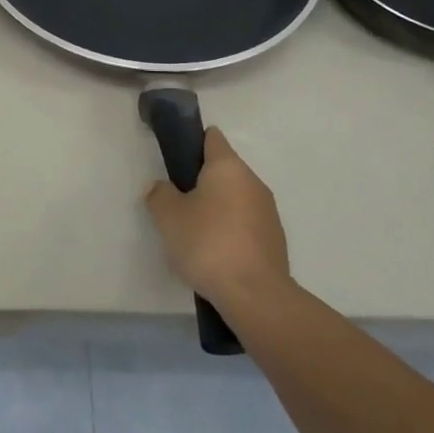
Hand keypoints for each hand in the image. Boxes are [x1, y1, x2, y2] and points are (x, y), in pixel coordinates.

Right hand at [144, 127, 293, 317]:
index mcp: (228, 167)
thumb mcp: (168, 217)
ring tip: (193, 232)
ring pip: (235, 198)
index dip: (192, 142)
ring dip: (217, 207)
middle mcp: (253, 182)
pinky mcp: (274, 239)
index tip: (175, 160)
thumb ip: (159, 195)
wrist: (255, 295)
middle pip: (223, 170)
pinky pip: (246, 223)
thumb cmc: (208, 244)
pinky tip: (215, 252)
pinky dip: (230, 230)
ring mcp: (268, 211)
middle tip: (177, 202)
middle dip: (201, 181)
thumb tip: (161, 187)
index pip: (212, 138)